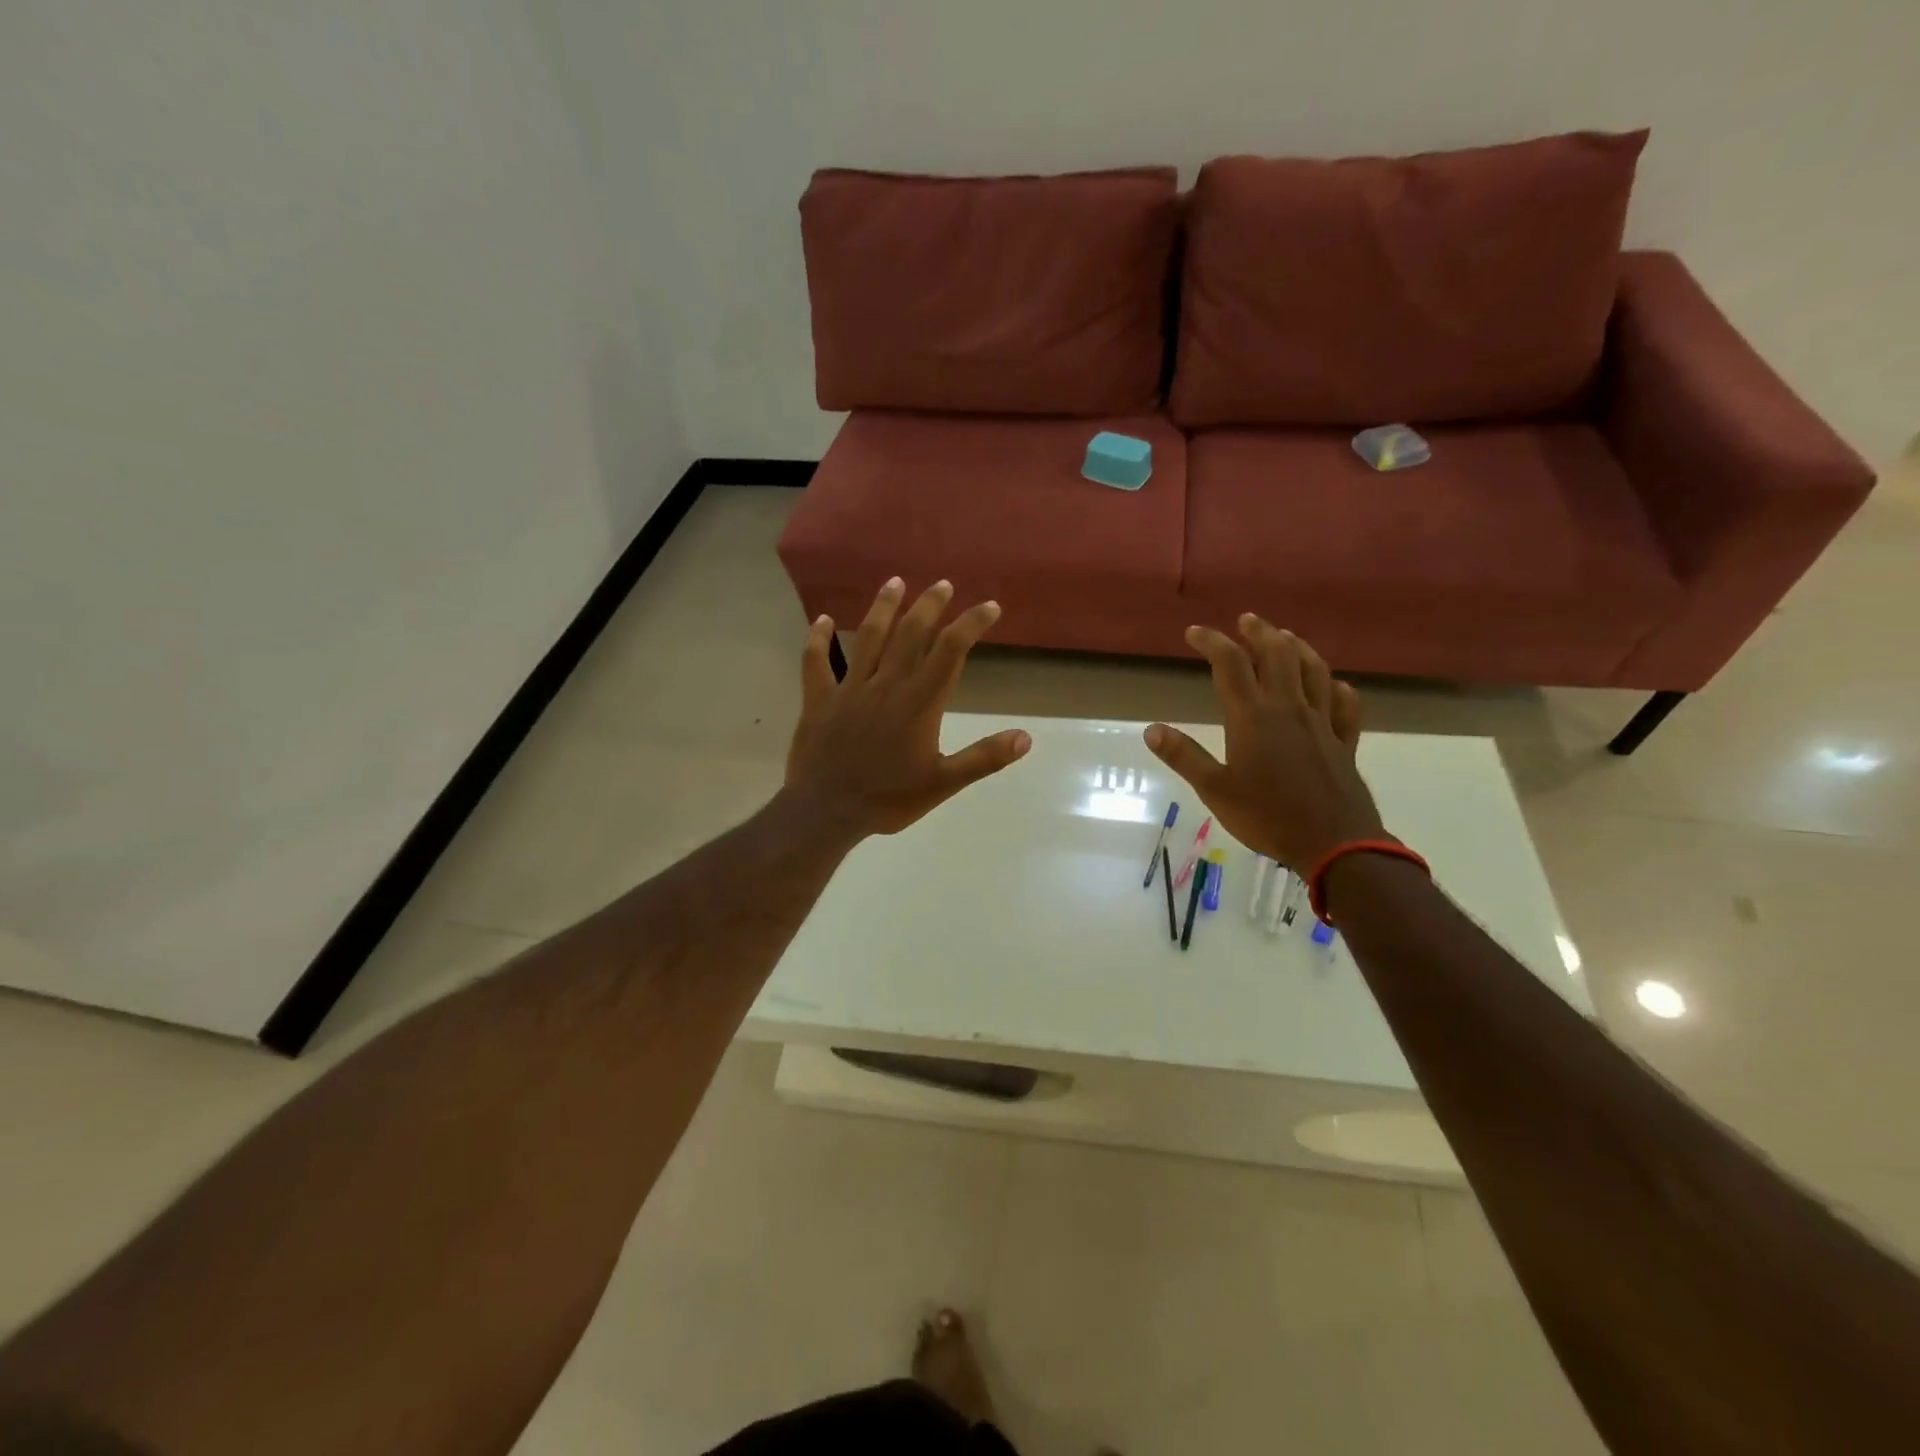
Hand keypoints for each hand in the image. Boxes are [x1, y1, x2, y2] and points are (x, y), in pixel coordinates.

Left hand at [785, 578, 1030, 836]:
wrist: (827, 812)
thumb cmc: (889, 799)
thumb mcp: (943, 783)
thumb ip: (984, 758)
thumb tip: (1025, 738)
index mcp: (919, 702)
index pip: (950, 651)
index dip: (971, 624)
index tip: (989, 607)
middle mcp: (886, 684)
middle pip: (911, 634)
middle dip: (930, 605)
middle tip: (943, 584)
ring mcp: (849, 688)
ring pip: (867, 638)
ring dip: (882, 608)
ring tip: (895, 582)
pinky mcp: (819, 700)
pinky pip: (815, 663)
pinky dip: (817, 640)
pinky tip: (820, 619)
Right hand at [1144, 616, 1386, 871]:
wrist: (1334, 843)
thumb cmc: (1268, 817)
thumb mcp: (1215, 790)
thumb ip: (1184, 757)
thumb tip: (1151, 729)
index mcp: (1253, 717)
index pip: (1230, 665)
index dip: (1212, 642)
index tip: (1194, 632)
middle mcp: (1289, 709)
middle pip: (1277, 655)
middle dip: (1259, 632)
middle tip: (1246, 620)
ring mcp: (1321, 722)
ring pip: (1314, 670)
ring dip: (1298, 647)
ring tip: (1285, 637)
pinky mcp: (1343, 741)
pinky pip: (1345, 705)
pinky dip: (1337, 688)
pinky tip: (1333, 685)